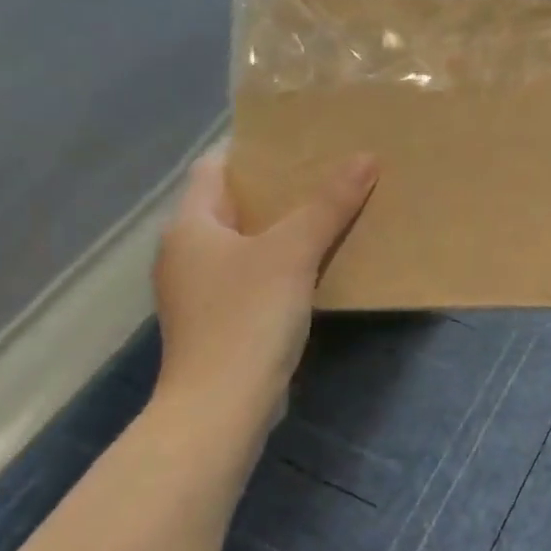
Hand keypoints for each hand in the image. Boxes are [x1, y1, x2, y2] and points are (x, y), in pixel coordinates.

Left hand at [153, 148, 376, 428]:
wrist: (221, 407)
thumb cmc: (247, 317)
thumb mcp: (293, 252)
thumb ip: (328, 204)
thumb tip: (366, 158)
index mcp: (190, 225)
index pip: (214, 167)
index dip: (252, 150)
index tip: (298, 142)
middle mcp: (185, 253)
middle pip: (232, 205)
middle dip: (277, 190)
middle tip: (325, 174)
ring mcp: (199, 291)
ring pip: (244, 244)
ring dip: (281, 230)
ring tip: (328, 214)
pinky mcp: (218, 322)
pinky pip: (252, 276)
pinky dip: (280, 265)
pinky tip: (315, 267)